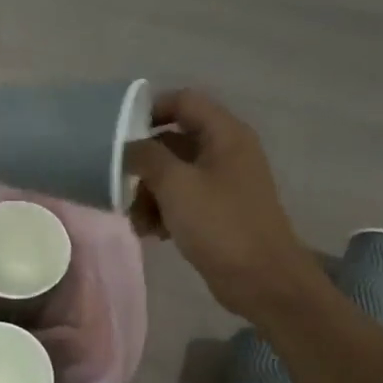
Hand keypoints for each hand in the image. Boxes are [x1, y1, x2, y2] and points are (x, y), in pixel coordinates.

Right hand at [125, 89, 316, 316]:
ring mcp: (223, 183)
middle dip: (144, 164)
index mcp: (225, 134)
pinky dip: (164, 211)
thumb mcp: (176, 185)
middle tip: (120, 185)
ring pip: (174, 174)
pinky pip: (183, 199)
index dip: (150, 110)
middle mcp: (226, 152)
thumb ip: (146, 157)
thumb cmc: (221, 225)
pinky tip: (151, 233)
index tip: (119, 134)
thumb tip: (128, 147)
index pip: (183, 101)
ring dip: (149, 193)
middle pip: (173, 141)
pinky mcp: (218, 212)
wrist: (263, 281)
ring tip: (136, 220)